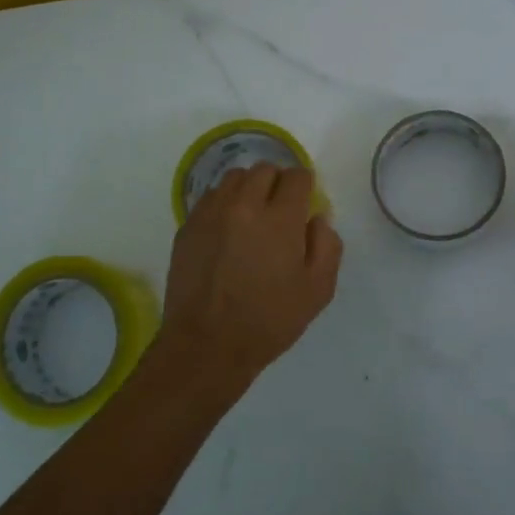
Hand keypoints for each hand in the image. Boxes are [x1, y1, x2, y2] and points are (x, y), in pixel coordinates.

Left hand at [157, 163, 342, 399]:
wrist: (206, 344)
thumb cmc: (269, 321)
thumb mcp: (317, 290)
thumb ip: (326, 245)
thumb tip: (317, 218)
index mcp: (280, 219)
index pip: (297, 176)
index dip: (305, 185)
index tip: (305, 202)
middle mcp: (244, 205)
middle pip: (264, 170)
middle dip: (278, 183)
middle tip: (280, 210)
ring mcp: (211, 213)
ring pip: (234, 178)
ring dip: (249, 189)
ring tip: (252, 215)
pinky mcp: (188, 226)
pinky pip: (210, 197)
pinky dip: (224, 204)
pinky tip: (227, 230)